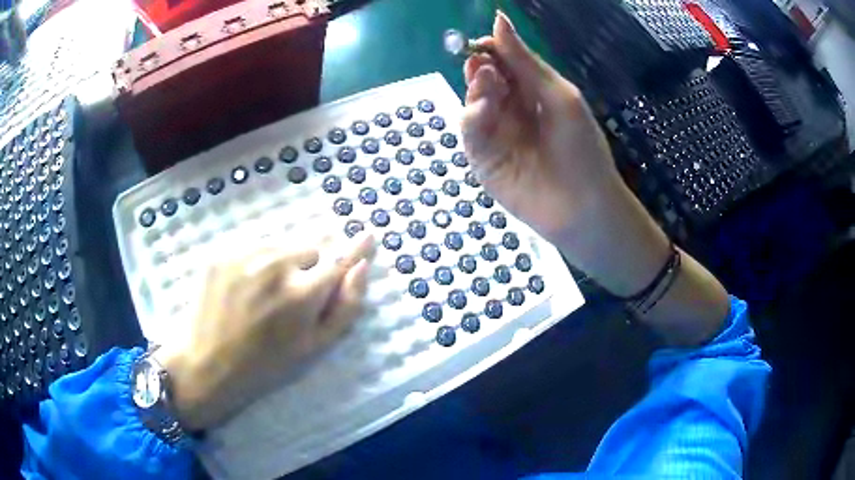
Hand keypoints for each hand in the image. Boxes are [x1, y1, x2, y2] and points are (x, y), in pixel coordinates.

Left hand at [155, 232, 375, 430]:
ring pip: (281, 245)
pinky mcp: (221, 252)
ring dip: (283, 262)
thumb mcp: (315, 348)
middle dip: (309, 268)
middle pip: (309, 249)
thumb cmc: (266, 365)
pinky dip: (257, 261)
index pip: (339, 260)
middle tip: (292, 298)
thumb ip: (345, 308)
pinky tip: (244, 287)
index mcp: (301, 294)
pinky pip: (253, 246)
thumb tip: (362, 268)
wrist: (207, 364)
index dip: (356, 249)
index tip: (368, 235)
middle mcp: (274, 265)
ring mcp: (243, 255)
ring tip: (265, 294)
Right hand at [462, 13, 728, 345]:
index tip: (483, 43)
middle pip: (484, 80)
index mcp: (533, 92)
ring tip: (489, 87)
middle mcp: (512, 110)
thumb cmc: (581, 147)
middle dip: (482, 69)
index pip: (503, 63)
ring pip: (473, 102)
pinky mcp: (483, 160)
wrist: (582, 206)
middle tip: (486, 67)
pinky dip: (472, 117)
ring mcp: (497, 135)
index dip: (491, 50)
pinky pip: (469, 132)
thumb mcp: (558, 94)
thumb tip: (497, 18)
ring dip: (477, 90)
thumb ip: (524, 59)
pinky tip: (483, 111)